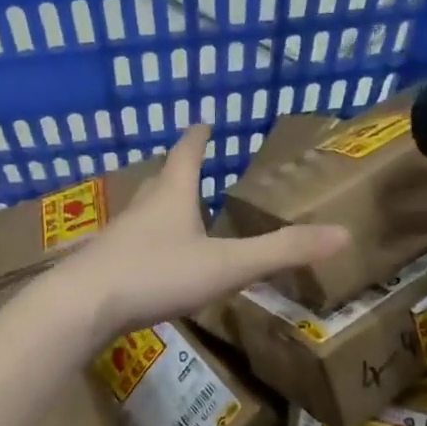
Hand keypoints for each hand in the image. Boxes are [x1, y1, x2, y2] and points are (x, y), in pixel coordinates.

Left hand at [55, 125, 349, 338]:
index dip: (198, 136)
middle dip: (177, 171)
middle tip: (189, 166)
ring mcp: (118, 236)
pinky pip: (130, 245)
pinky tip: (151, 263)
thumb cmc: (157, 273)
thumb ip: (282, 251)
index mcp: (173, 195)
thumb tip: (343, 233)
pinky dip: (145, 243)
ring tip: (174, 213)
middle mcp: (143, 207)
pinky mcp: (104, 265)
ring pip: (143, 212)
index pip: (187, 153)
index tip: (203, 120)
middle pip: (161, 179)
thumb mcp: (227, 264)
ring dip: (160, 207)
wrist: (83, 305)